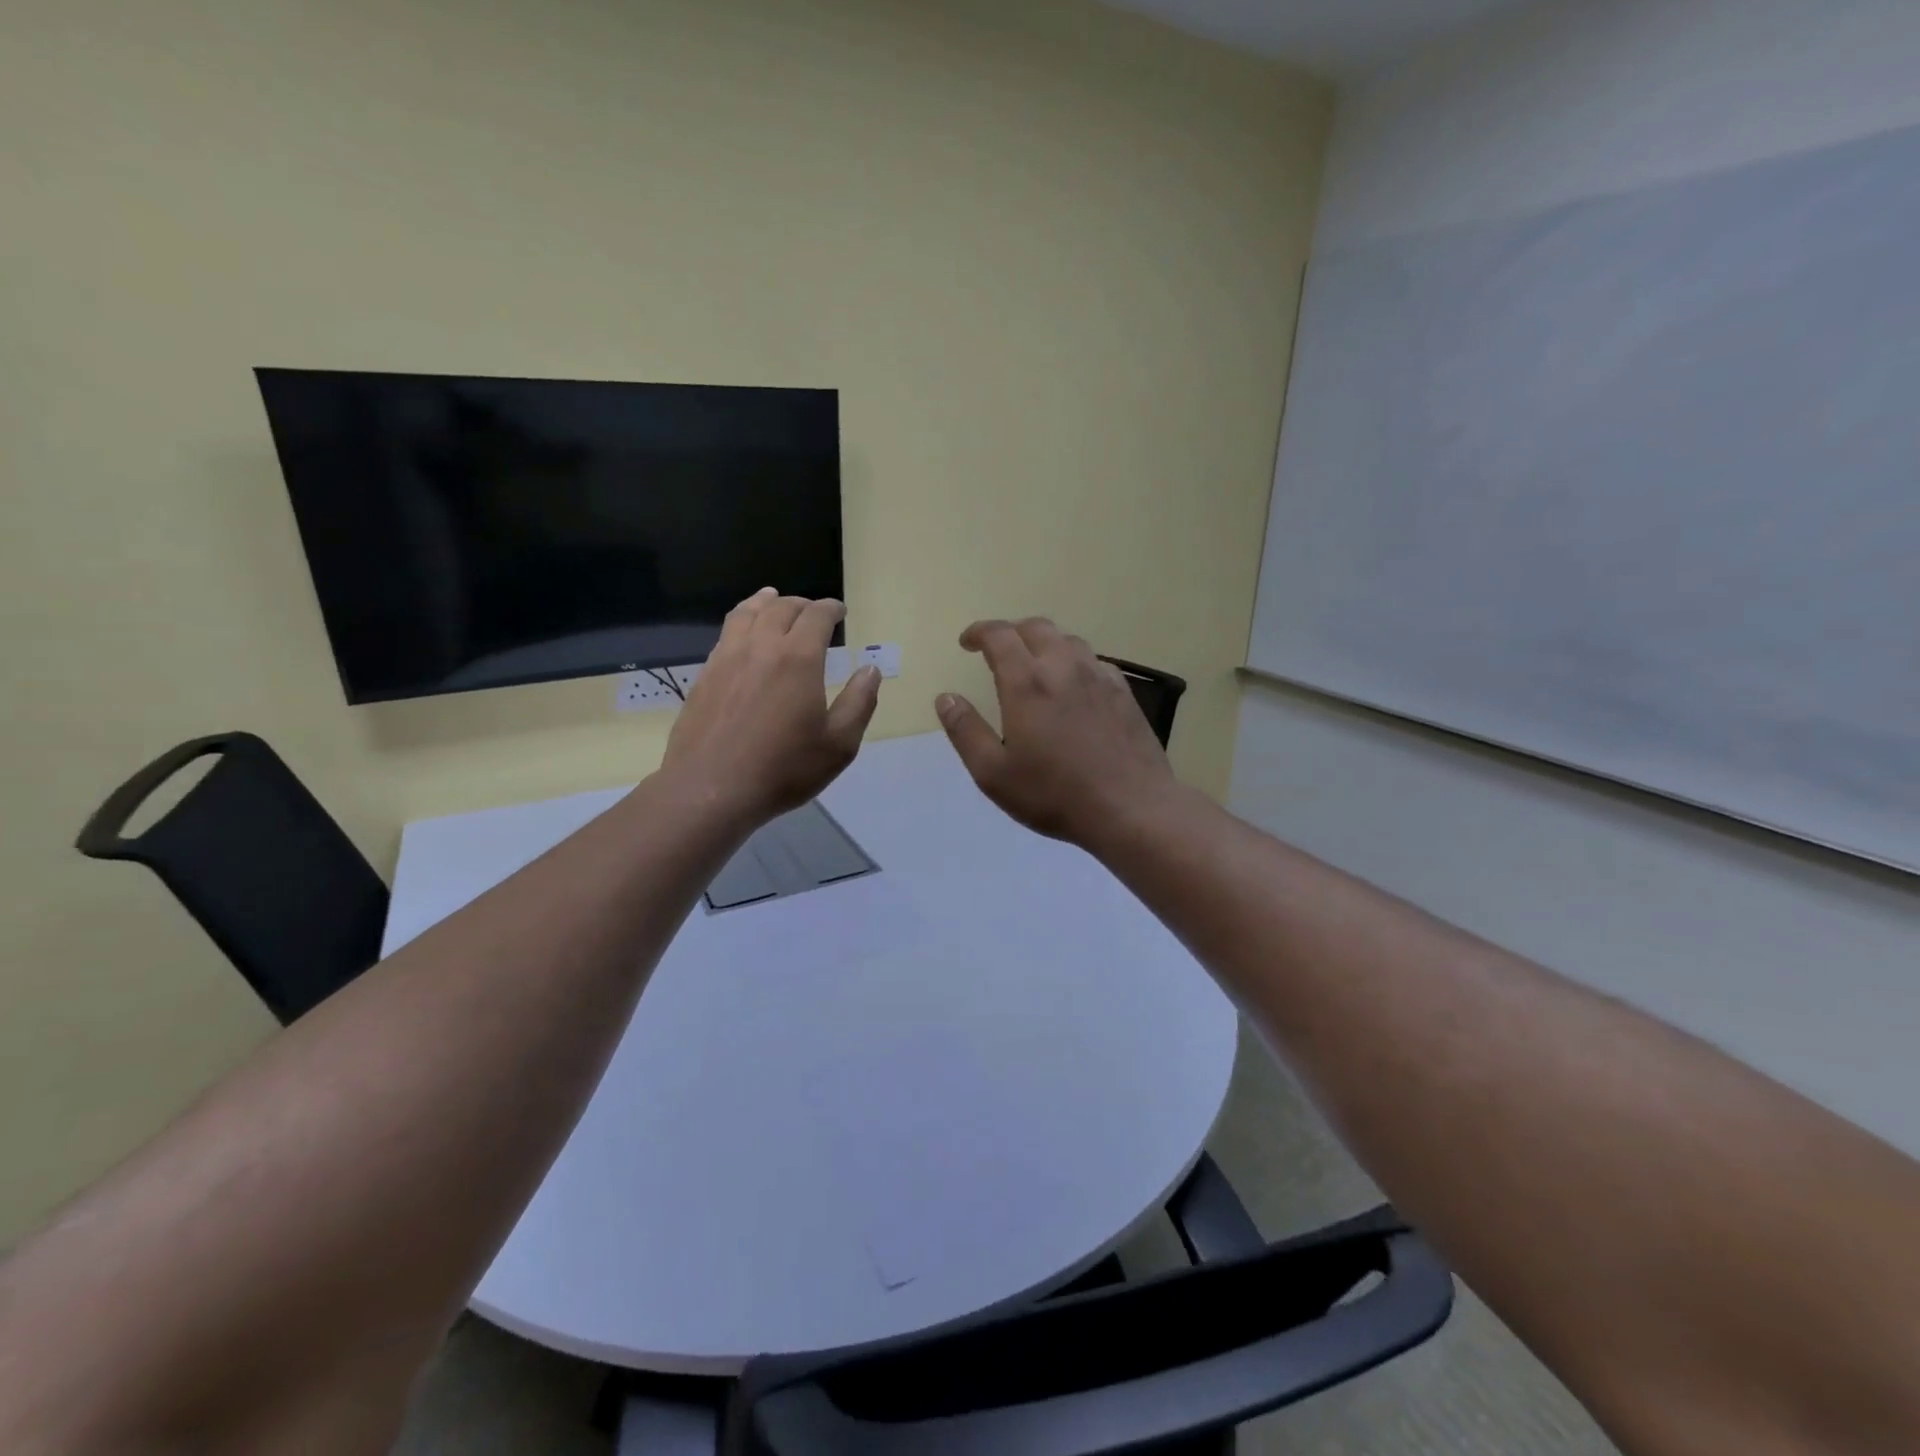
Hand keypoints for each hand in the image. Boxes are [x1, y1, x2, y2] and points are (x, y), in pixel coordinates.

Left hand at [662, 589, 881, 826]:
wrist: (711, 789)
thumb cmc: (784, 768)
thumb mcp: (839, 744)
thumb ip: (859, 702)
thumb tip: (870, 669)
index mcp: (798, 658)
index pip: (816, 616)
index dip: (831, 608)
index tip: (840, 611)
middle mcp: (761, 647)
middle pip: (781, 608)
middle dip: (801, 604)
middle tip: (812, 611)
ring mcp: (727, 658)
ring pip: (746, 614)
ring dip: (765, 602)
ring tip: (772, 599)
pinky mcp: (704, 676)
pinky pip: (725, 634)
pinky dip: (741, 621)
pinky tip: (743, 635)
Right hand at [936, 617, 1178, 846]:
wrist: (1130, 808)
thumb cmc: (1054, 794)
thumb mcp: (993, 773)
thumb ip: (966, 732)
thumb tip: (946, 698)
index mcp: (1027, 682)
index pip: (1000, 636)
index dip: (979, 632)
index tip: (967, 643)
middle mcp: (1064, 667)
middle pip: (1037, 628)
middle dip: (1012, 632)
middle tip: (998, 651)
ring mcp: (1099, 677)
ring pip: (1069, 641)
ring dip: (1045, 644)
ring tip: (1035, 665)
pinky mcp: (1124, 693)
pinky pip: (1095, 662)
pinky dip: (1076, 663)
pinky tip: (1075, 686)